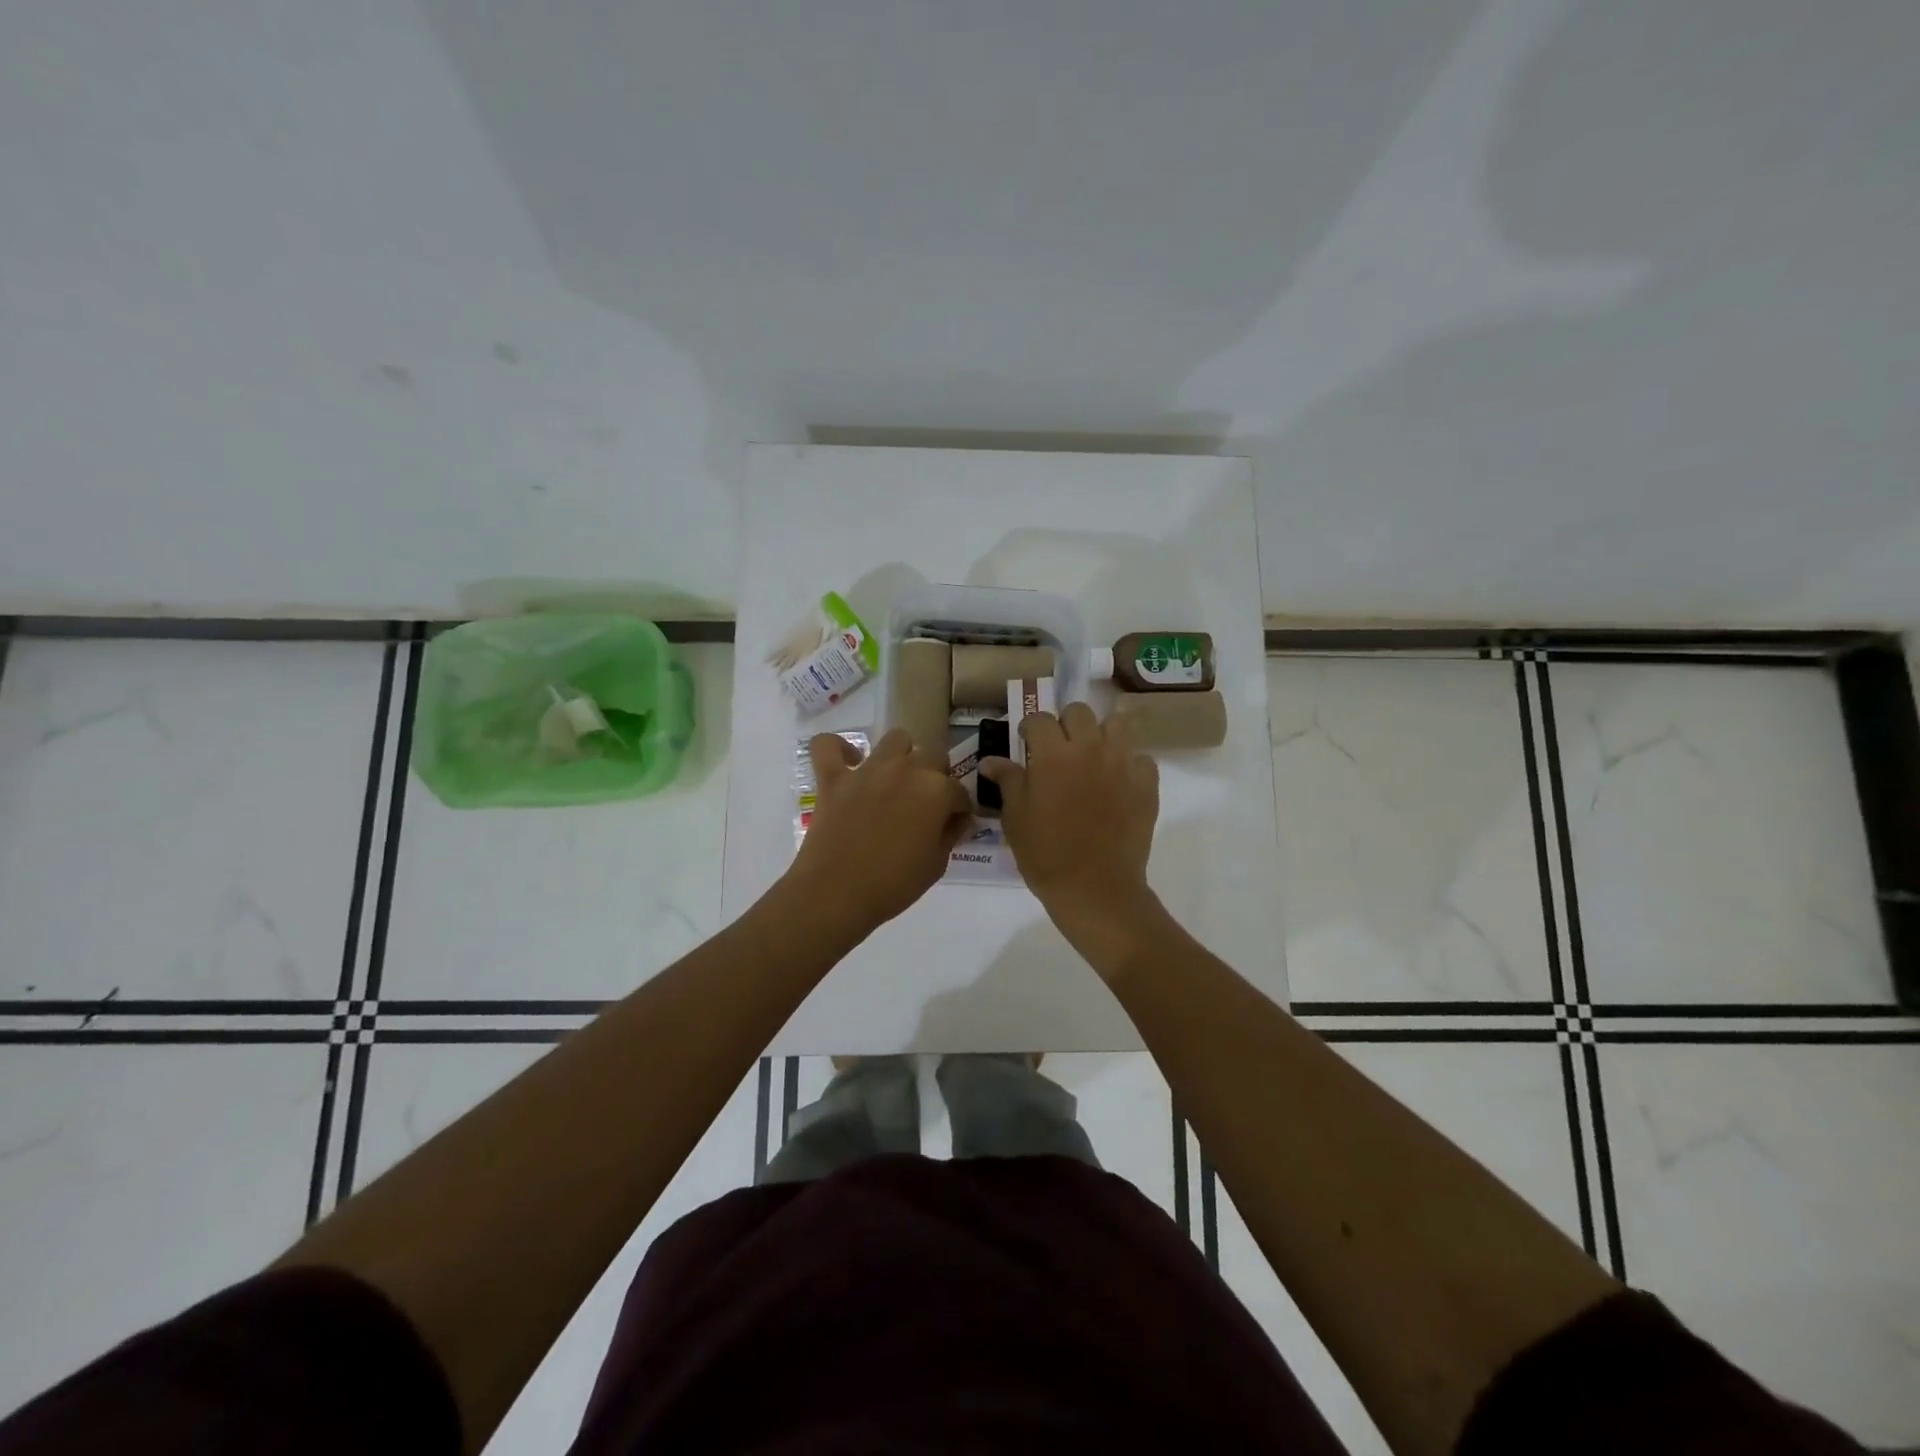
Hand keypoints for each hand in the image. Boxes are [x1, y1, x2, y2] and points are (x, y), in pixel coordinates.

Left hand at [785, 728, 972, 935]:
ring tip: (896, 780)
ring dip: (901, 755)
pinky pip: (828, 745)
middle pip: (932, 755)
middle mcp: (906, 769)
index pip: (959, 790)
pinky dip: (837, 748)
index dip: (958, 808)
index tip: (953, 823)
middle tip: (926, 803)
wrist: (836, 894)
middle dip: (935, 776)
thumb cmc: (893, 885)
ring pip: (895, 739)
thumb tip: (958, 820)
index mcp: (937, 791)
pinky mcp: (834, 777)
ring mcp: (868, 770)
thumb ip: (950, 834)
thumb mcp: (936, 865)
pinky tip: (846, 763)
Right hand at [978, 702, 1159, 938]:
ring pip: (1117, 724)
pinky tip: (1118, 781)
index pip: (1040, 719)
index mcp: (1053, 754)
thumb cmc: (1046, 854)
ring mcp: (1122, 763)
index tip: (1026, 741)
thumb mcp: (1016, 818)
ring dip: (1102, 733)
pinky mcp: (1146, 784)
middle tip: (1059, 748)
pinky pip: (1141, 758)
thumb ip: (1008, 781)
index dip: (1030, 727)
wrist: (1095, 887)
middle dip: (1066, 723)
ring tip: (1093, 754)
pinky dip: (1129, 763)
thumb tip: (991, 760)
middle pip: (1080, 712)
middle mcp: (1090, 748)